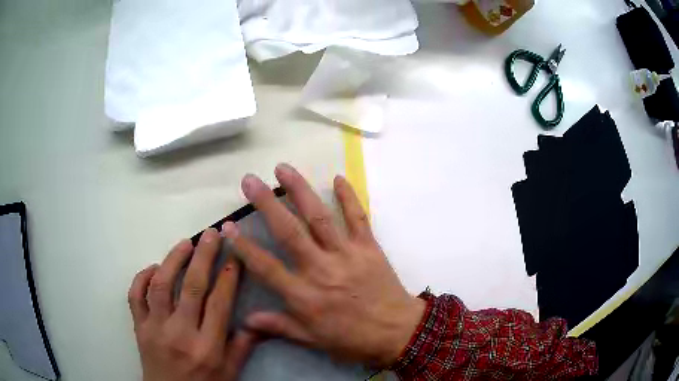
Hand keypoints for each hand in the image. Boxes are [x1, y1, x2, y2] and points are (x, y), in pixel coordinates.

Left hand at [128, 228, 256, 380]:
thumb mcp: (229, 373)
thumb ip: (242, 347)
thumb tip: (258, 322)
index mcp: (207, 348)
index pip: (219, 305)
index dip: (228, 277)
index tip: (234, 256)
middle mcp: (180, 334)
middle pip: (192, 288)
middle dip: (203, 257)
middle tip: (211, 234)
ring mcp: (155, 329)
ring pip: (161, 286)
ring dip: (173, 260)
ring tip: (185, 244)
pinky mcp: (139, 327)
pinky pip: (135, 296)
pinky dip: (142, 277)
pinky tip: (154, 268)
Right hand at [221, 163, 425, 366]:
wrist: (398, 333)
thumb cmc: (352, 340)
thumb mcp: (312, 340)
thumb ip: (279, 327)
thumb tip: (244, 320)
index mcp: (304, 295)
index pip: (265, 266)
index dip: (244, 246)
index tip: (227, 226)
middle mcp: (321, 269)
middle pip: (289, 232)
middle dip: (266, 204)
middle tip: (250, 181)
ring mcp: (347, 255)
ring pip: (319, 217)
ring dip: (300, 190)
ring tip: (283, 169)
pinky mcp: (369, 248)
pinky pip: (358, 217)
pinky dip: (349, 197)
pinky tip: (337, 178)